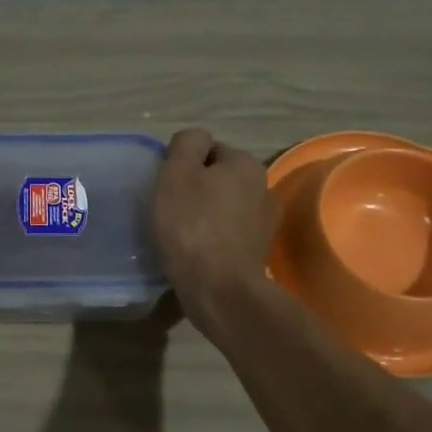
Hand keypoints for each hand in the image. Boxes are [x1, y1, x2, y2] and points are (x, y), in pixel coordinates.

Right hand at [151, 127, 272, 337]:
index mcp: (245, 164)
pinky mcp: (258, 252)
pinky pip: (227, 234)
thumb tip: (194, 140)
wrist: (220, 290)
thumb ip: (186, 145)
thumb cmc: (192, 227)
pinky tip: (195, 253)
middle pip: (217, 179)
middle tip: (169, 211)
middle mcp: (263, 187)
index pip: (208, 149)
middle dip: (196, 190)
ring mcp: (264, 222)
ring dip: (205, 216)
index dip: (183, 165)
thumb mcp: (177, 174)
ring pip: (224, 208)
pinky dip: (212, 239)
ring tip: (180, 235)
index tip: (166, 188)